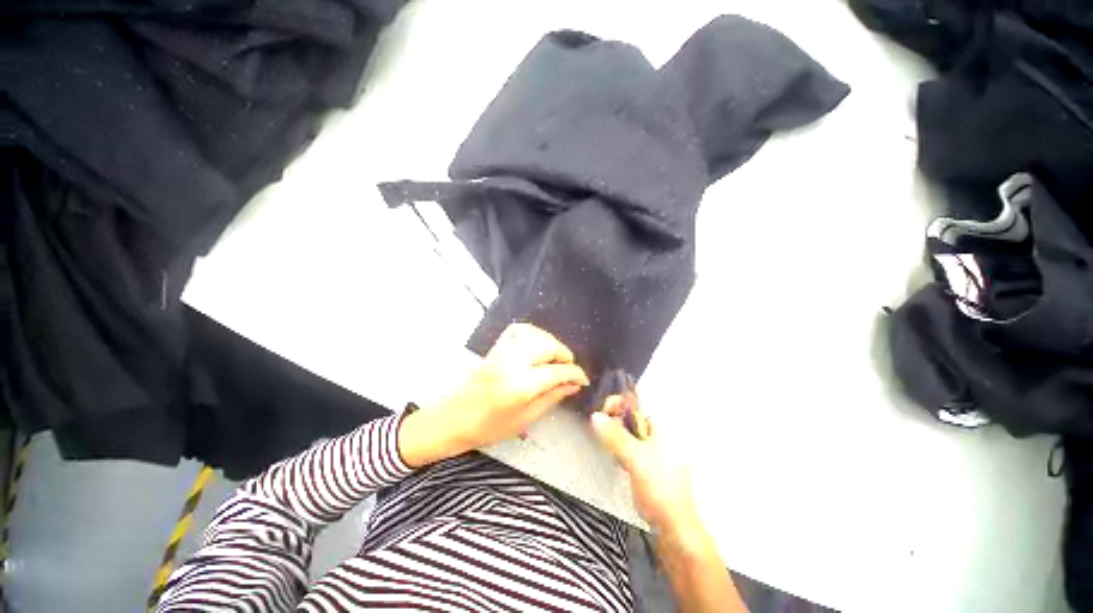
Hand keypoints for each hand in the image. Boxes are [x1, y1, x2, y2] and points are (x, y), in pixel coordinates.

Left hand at [399, 323, 588, 467]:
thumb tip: (574, 385)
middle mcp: (514, 362)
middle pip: (549, 347)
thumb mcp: (526, 418)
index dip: (575, 373)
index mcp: (522, 385)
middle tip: (569, 369)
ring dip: (551, 344)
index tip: (583, 379)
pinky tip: (538, 345)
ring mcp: (503, 351)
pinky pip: (520, 330)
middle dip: (565, 355)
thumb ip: (552, 397)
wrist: (453, 418)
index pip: (558, 371)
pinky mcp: (496, 347)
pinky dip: (535, 334)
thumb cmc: (489, 427)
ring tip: (555, 359)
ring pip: (537, 335)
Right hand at [591, 396, 702, 538]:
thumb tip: (595, 415)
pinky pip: (630, 443)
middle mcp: (660, 432)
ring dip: (616, 433)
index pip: (638, 401)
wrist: (673, 526)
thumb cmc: (660, 489)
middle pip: (632, 414)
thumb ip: (615, 436)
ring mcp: (654, 446)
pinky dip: (621, 446)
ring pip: (629, 429)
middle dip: (615, 418)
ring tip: (610, 444)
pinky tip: (617, 457)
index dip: (620, 400)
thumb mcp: (636, 459)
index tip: (604, 409)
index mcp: (663, 426)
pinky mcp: (648, 459)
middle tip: (603, 428)